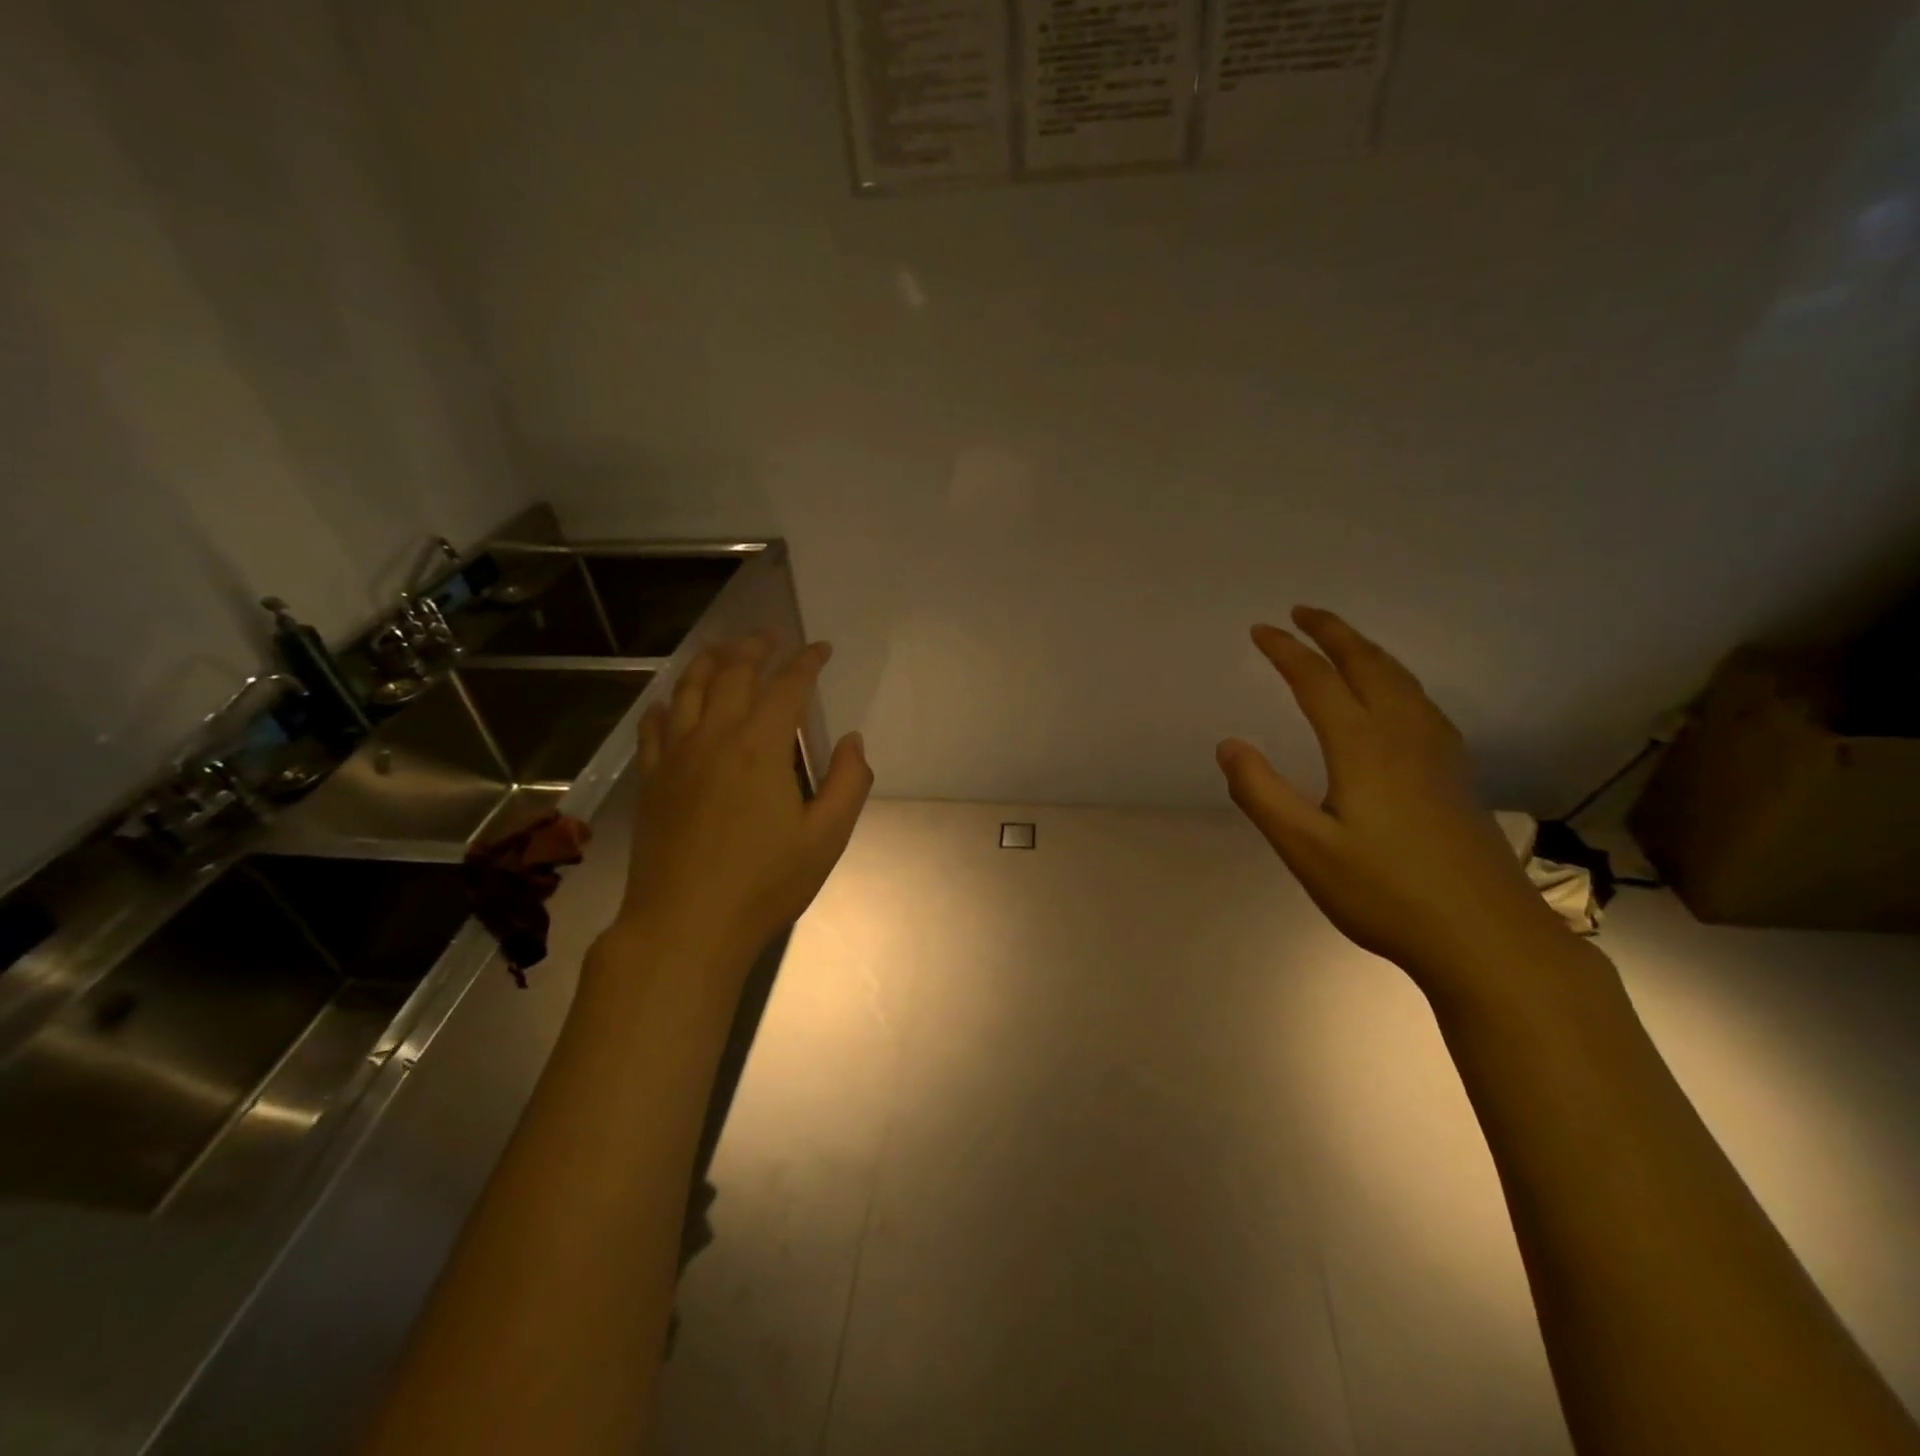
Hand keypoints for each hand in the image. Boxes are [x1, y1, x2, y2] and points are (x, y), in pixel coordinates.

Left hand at [613, 634, 871, 974]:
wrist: (685, 925)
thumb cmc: (764, 883)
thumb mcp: (826, 838)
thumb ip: (848, 783)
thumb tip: (853, 741)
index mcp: (761, 747)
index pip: (787, 686)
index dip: (806, 662)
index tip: (820, 649)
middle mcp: (714, 737)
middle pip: (732, 674)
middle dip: (755, 648)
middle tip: (772, 637)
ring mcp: (676, 756)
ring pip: (688, 689)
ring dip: (710, 662)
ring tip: (725, 650)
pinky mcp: (652, 780)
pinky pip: (655, 726)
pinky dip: (667, 704)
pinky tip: (672, 702)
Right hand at [1218, 607, 1574, 1002]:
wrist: (1488, 937)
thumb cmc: (1386, 893)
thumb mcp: (1305, 848)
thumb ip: (1261, 793)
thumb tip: (1228, 744)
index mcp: (1363, 746)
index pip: (1317, 681)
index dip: (1286, 652)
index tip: (1259, 630)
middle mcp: (1404, 735)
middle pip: (1368, 665)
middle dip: (1332, 632)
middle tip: (1302, 611)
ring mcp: (1438, 753)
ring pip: (1402, 680)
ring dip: (1367, 650)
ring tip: (1343, 640)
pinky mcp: (1456, 774)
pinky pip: (1421, 701)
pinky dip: (1396, 678)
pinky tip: (1396, 697)